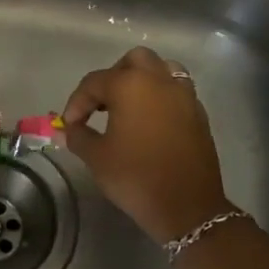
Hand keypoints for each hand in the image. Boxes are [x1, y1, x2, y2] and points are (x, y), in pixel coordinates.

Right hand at [62, 47, 232, 243]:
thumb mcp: (96, 157)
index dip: (77, 103)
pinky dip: (161, 96)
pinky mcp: (199, 113)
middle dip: (113, 77)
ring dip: (142, 80)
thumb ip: (78, 136)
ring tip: (129, 105)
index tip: (69, 125)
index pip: (94, 82)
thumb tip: (70, 128)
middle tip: (101, 104)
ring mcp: (184, 95)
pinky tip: (151, 121)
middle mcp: (159, 80)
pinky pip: (177, 91)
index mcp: (130, 85)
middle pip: (133, 61)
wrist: (188, 207)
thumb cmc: (136, 177)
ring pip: (162, 69)